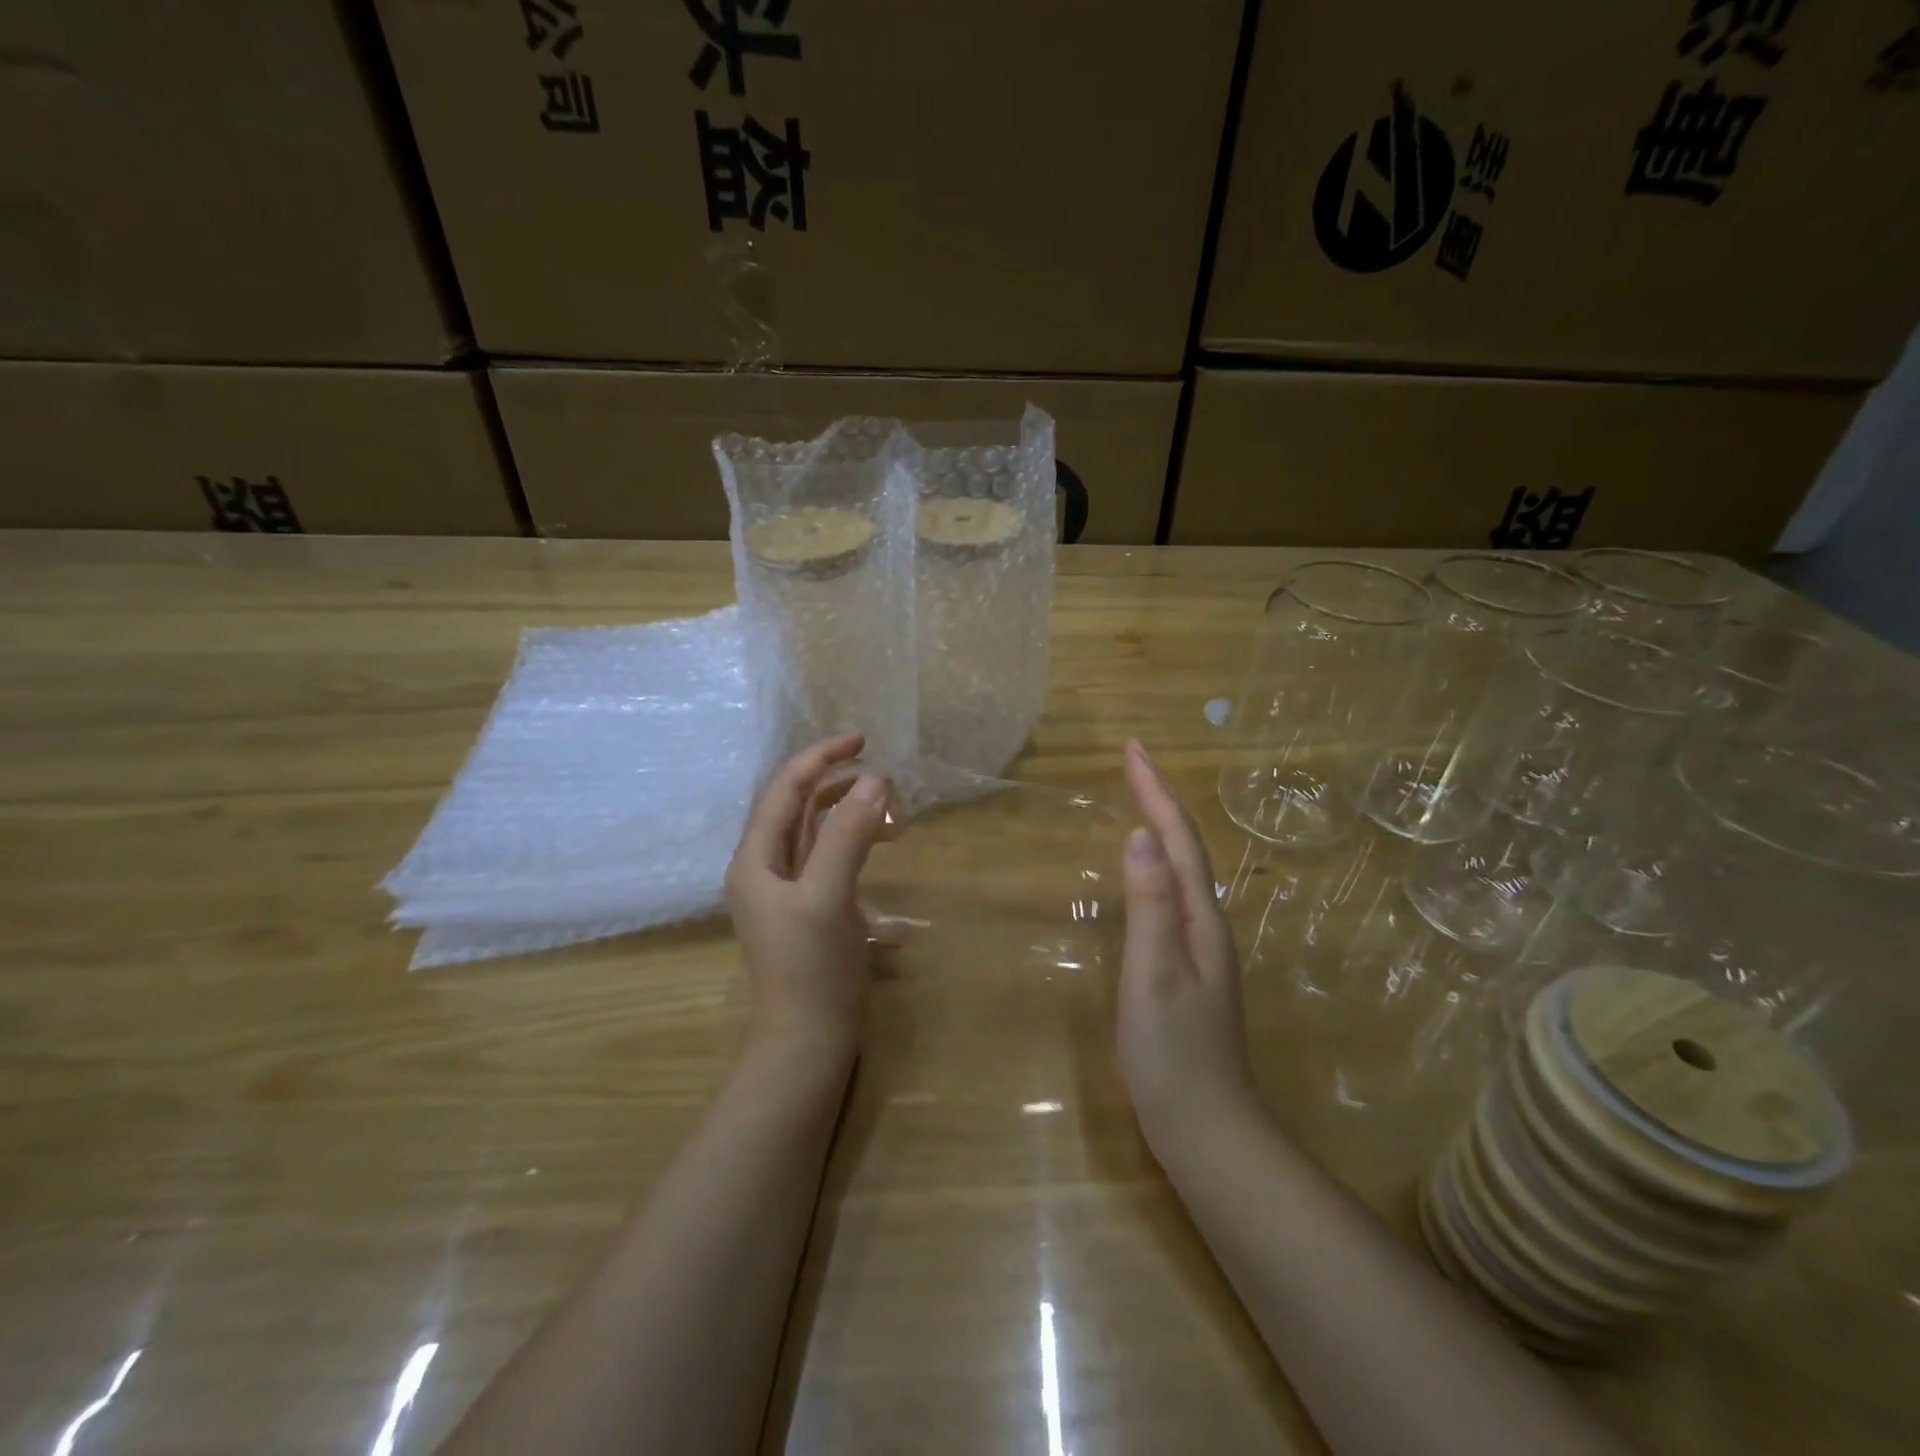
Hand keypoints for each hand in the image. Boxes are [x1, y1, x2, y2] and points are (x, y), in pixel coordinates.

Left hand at [726, 735, 892, 1054]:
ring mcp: (791, 894)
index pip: (785, 789)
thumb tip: (875, 780)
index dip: (821, 759)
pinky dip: (864, 865)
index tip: (862, 740)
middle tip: (888, 784)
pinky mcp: (815, 914)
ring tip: (898, 826)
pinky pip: (838, 871)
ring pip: (823, 839)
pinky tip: (894, 897)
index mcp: (757, 859)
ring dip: (857, 824)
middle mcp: (768, 870)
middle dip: (844, 790)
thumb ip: (848, 836)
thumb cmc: (811, 968)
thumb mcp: (828, 896)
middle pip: (803, 810)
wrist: (808, 1043)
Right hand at [1118, 739, 1262, 1151]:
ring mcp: (1200, 946)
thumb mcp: (1154, 974)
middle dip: (1161, 797)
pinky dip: (1158, 863)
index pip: (1180, 838)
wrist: (1206, 1126)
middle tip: (1132, 762)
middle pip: (1187, 845)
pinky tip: (1146, 872)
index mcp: (1199, 917)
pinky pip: (1172, 894)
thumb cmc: (1173, 1053)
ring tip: (1139, 799)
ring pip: (1183, 868)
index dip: (1156, 791)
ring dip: (1163, 826)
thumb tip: (1142, 834)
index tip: (1133, 748)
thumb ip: (1150, 905)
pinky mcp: (1187, 966)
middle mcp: (1206, 922)